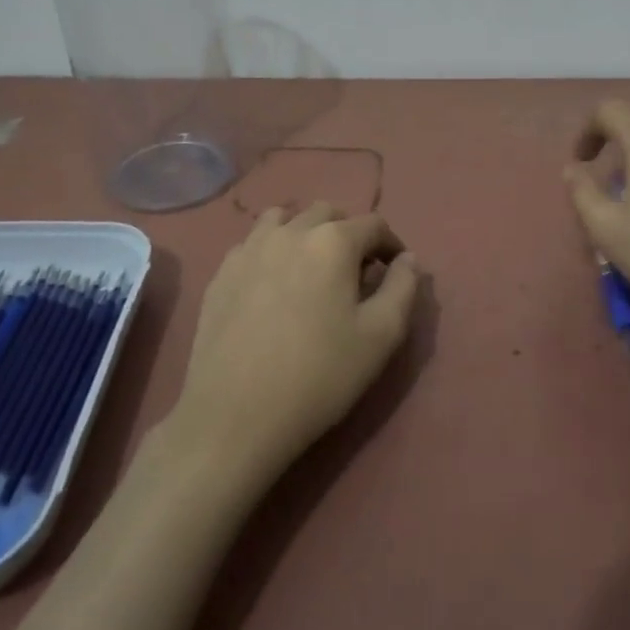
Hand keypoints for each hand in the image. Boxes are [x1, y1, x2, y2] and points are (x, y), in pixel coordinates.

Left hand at [170, 203, 420, 483]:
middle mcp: (290, 231)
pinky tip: (272, 285)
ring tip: (310, 268)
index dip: (390, 245)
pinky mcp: (222, 272)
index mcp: (333, 241)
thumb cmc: (318, 375)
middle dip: (348, 234)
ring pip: (284, 219)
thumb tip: (408, 259)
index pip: (373, 224)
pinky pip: (253, 243)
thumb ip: (403, 288)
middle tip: (354, 271)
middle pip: (328, 213)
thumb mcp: (381, 336)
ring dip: (306, 233)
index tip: (393, 271)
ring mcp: (250, 249)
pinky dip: (271, 250)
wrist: (234, 416)